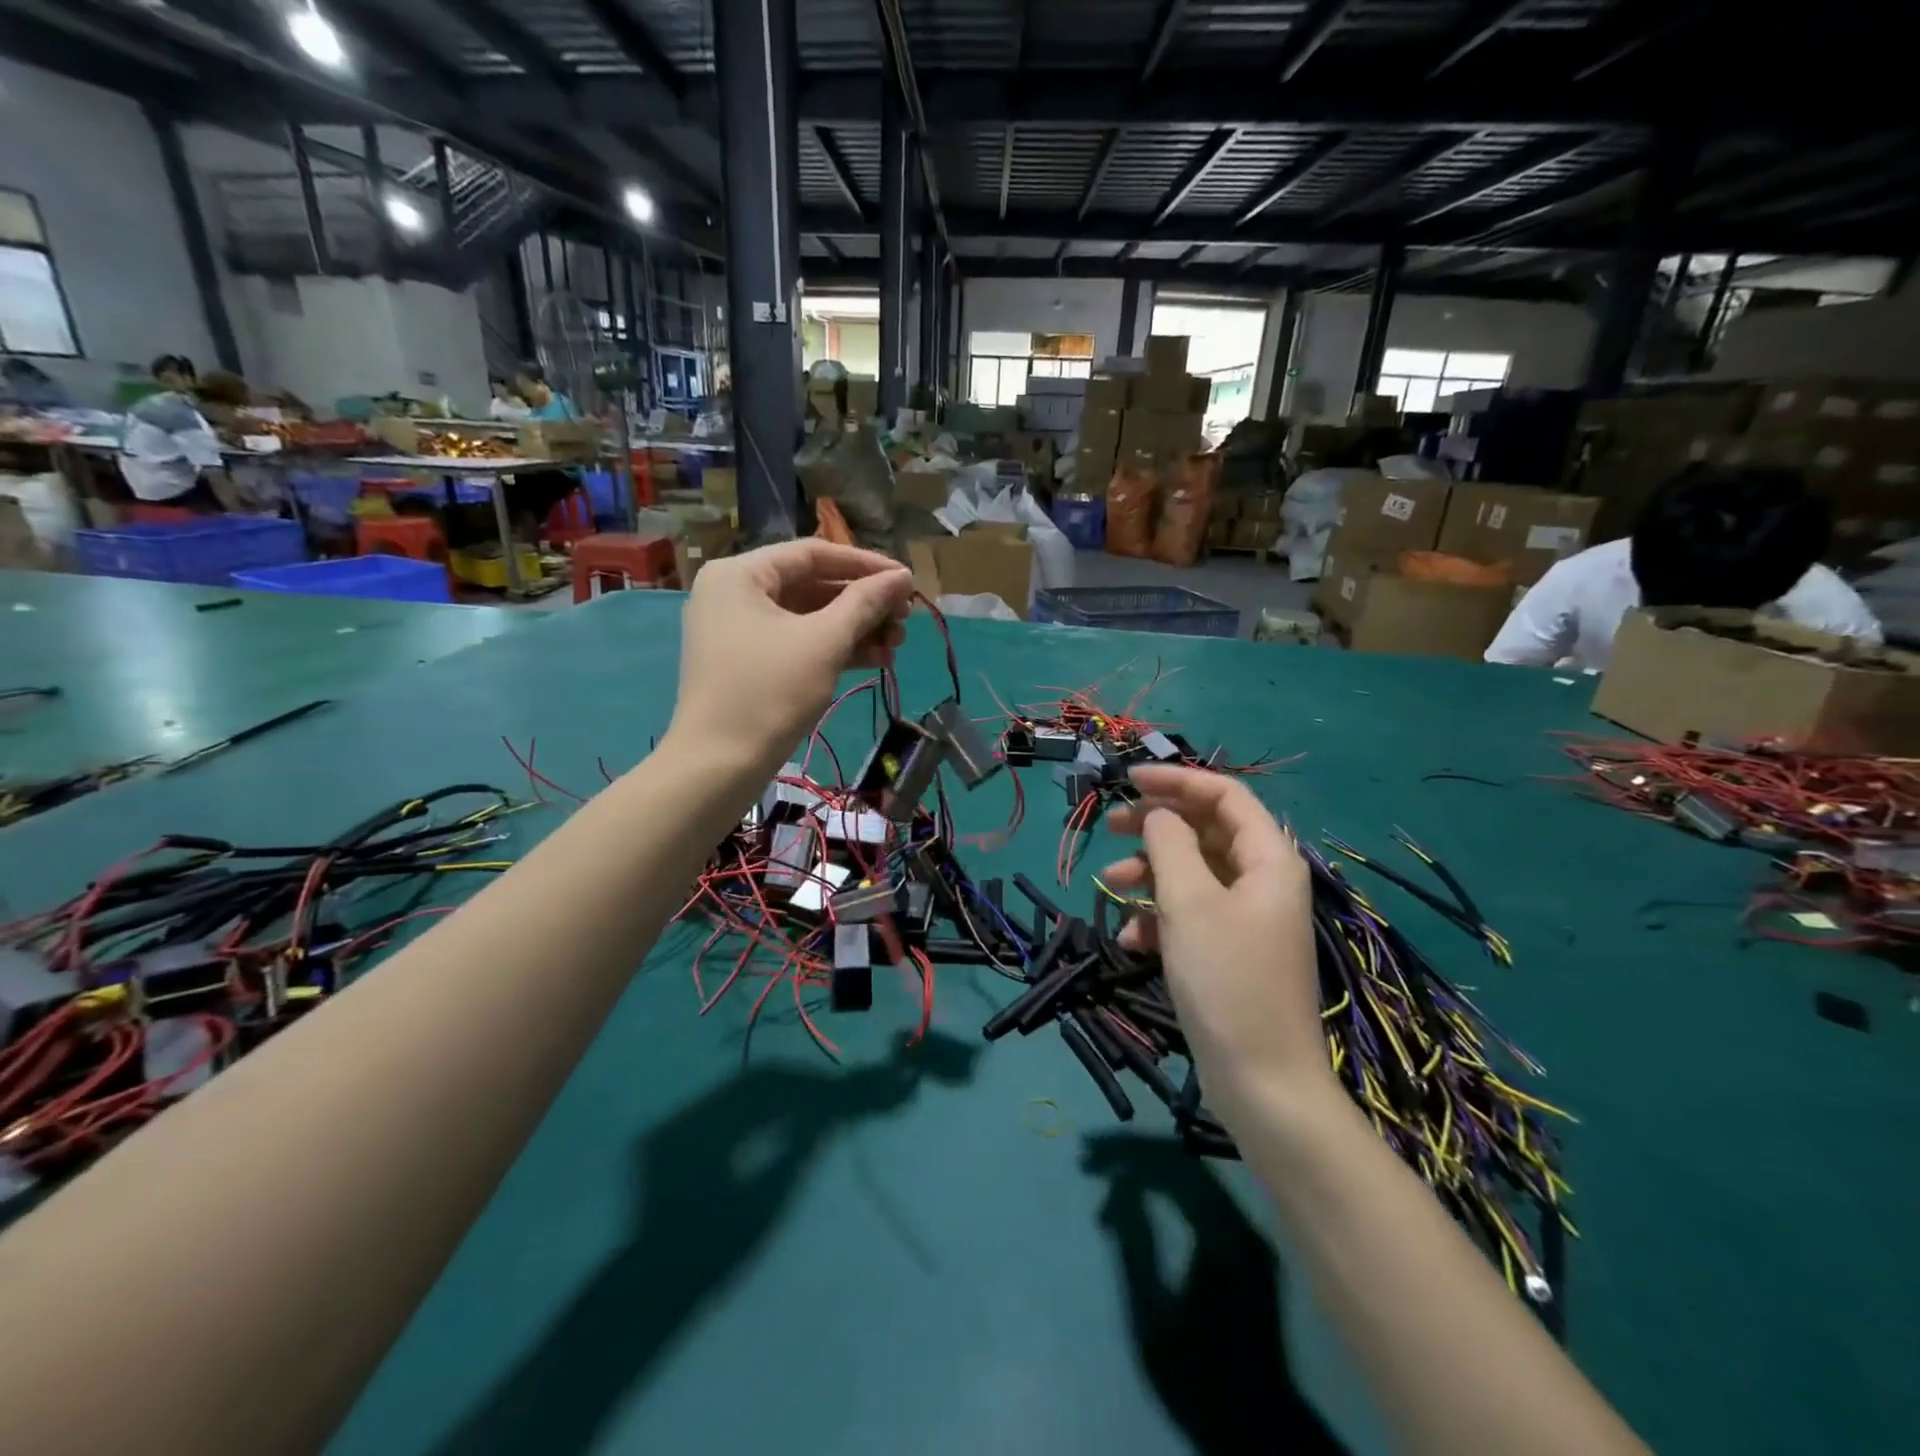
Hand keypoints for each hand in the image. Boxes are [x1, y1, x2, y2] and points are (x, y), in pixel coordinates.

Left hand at [667, 540, 913, 773]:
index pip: (813, 554)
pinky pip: (798, 643)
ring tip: (897, 645)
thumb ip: (865, 603)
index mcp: (741, 574)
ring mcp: (740, 631)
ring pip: (809, 617)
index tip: (907, 581)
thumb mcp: (824, 642)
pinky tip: (876, 660)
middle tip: (905, 620)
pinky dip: (835, 649)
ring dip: (855, 629)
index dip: (865, 565)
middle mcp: (735, 593)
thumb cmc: (770, 692)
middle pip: (812, 585)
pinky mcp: (750, 663)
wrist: (720, 766)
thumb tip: (903, 577)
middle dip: (863, 603)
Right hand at [1102, 766, 1329, 1115]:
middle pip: (1204, 831)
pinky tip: (1129, 939)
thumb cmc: (1227, 979)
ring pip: (1191, 873)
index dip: (1176, 781)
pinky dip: (1157, 918)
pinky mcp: (1228, 951)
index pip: (1224, 794)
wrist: (1261, 1081)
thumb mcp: (1189, 902)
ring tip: (1110, 887)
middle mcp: (1261, 880)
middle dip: (1155, 827)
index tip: (1128, 782)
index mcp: (1268, 858)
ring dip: (1148, 875)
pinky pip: (1189, 914)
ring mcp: (1245, 918)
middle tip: (1110, 827)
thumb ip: (1169, 844)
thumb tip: (1158, 816)